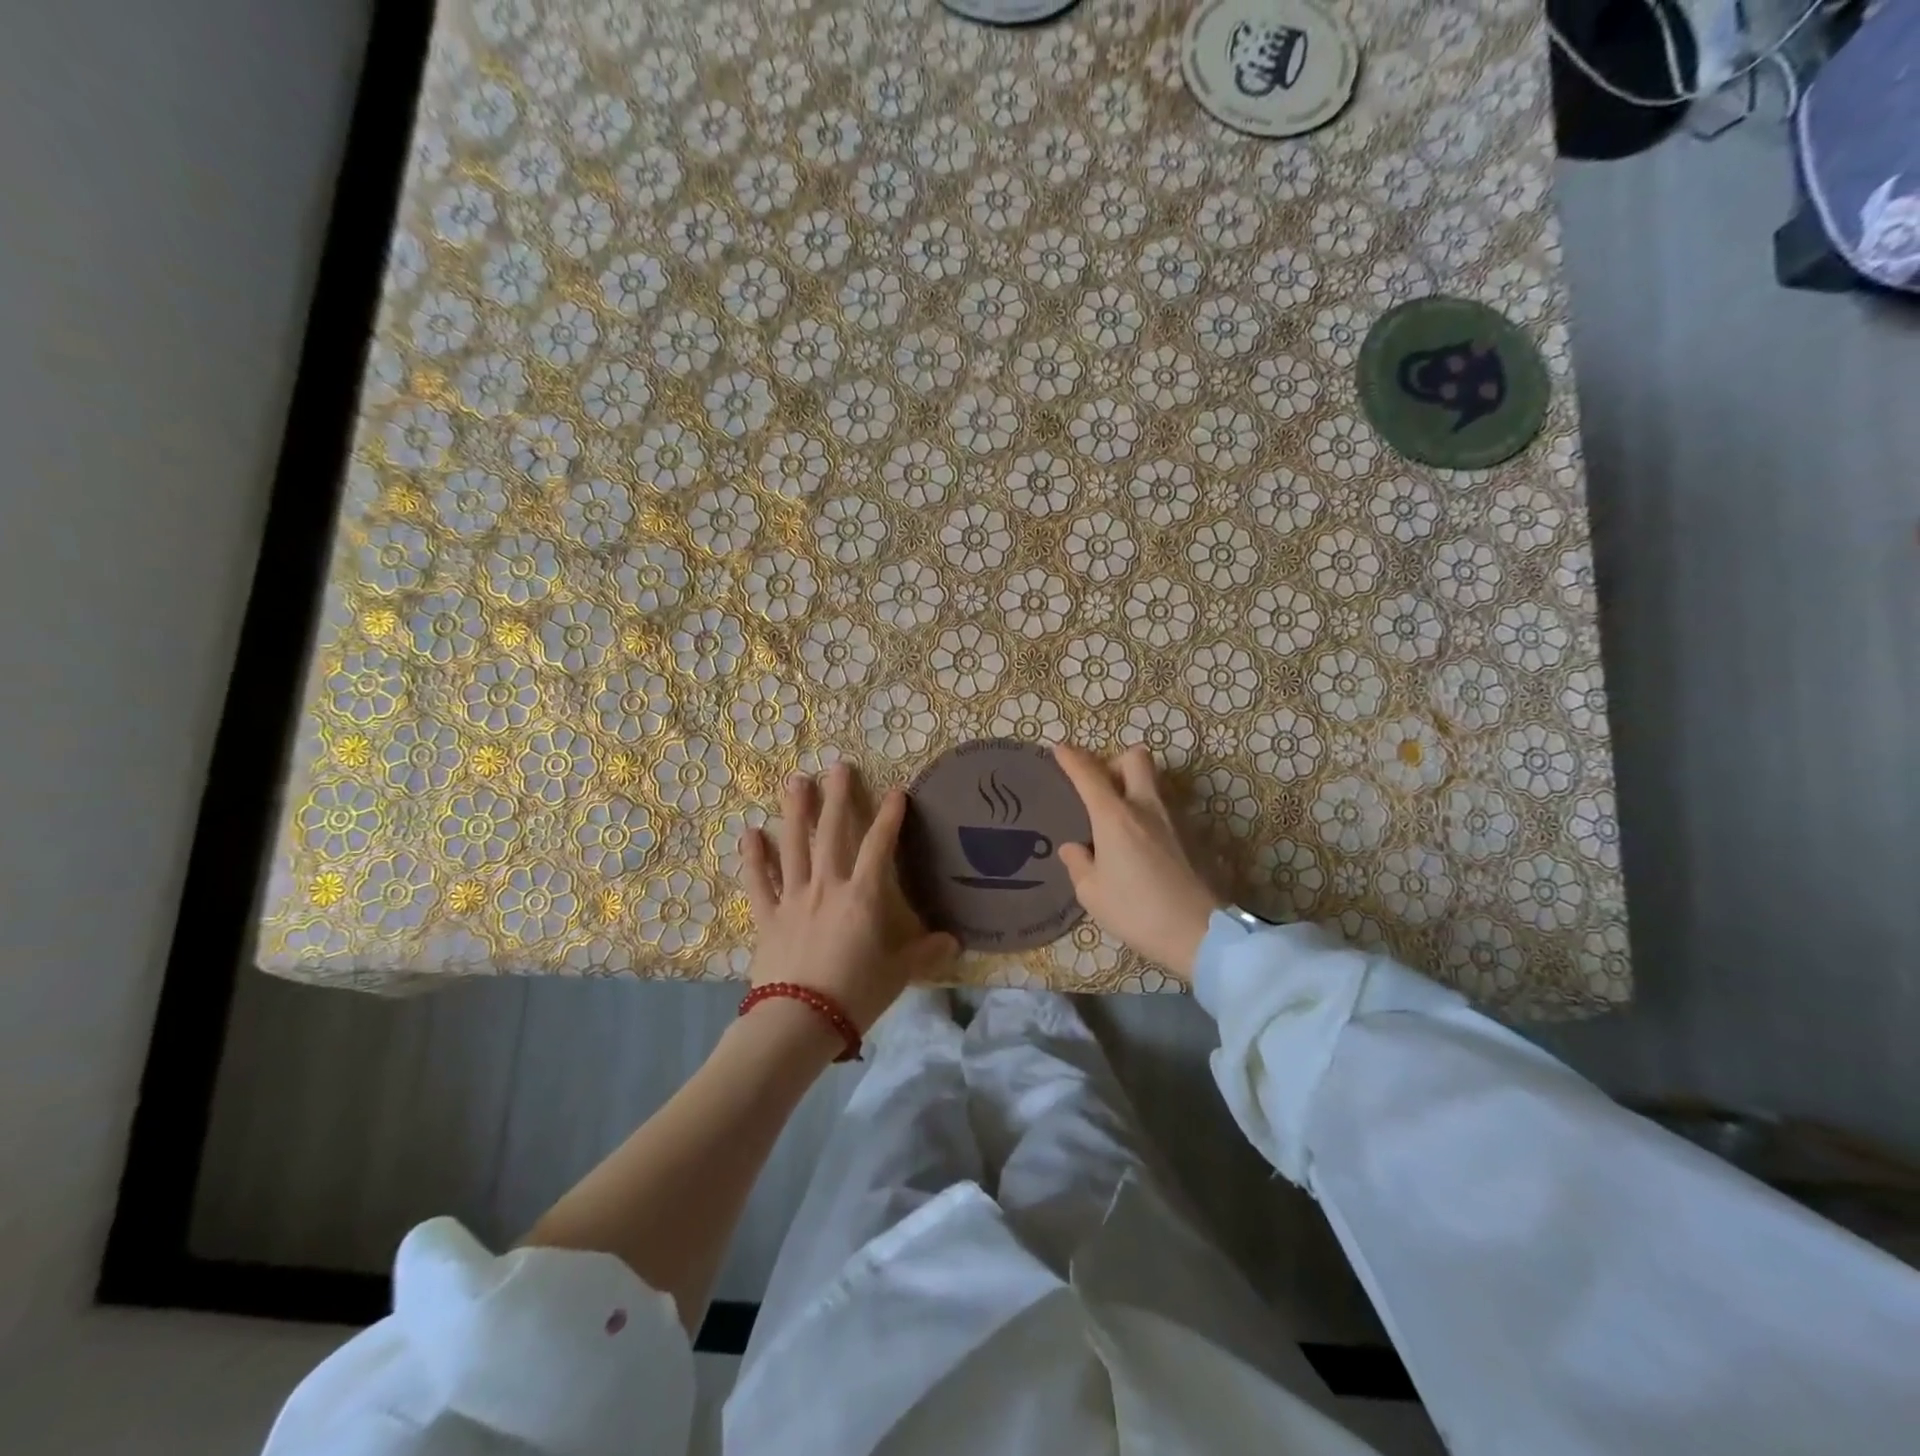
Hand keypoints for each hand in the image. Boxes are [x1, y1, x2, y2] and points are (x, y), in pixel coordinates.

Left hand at [740, 763, 957, 1032]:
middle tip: (837, 767)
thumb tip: (954, 942)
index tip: (897, 790)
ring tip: (796, 782)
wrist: (799, 1020)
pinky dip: (753, 857)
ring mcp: (793, 898)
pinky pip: (758, 881)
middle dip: (836, 797)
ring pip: (793, 845)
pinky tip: (749, 833)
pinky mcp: (767, 916)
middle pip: (832, 832)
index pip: (879, 846)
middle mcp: (827, 886)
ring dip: (795, 812)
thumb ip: (925, 953)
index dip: (889, 817)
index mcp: (862, 896)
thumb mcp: (898, 974)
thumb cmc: (855, 994)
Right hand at [1053, 745, 1221, 981]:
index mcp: (1115, 816)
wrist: (1201, 932)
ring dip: (1135, 788)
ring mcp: (1176, 818)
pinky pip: (1167, 809)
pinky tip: (1145, 845)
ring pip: (1154, 782)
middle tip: (1103, 788)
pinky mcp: (1195, 835)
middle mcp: (1146, 806)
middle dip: (1115, 763)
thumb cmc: (1137, 911)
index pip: (1089, 774)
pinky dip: (1151, 815)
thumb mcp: (1093, 894)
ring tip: (1121, 820)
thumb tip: (1075, 848)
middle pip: (1135, 758)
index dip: (1072, 758)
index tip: (1060, 749)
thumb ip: (1079, 864)